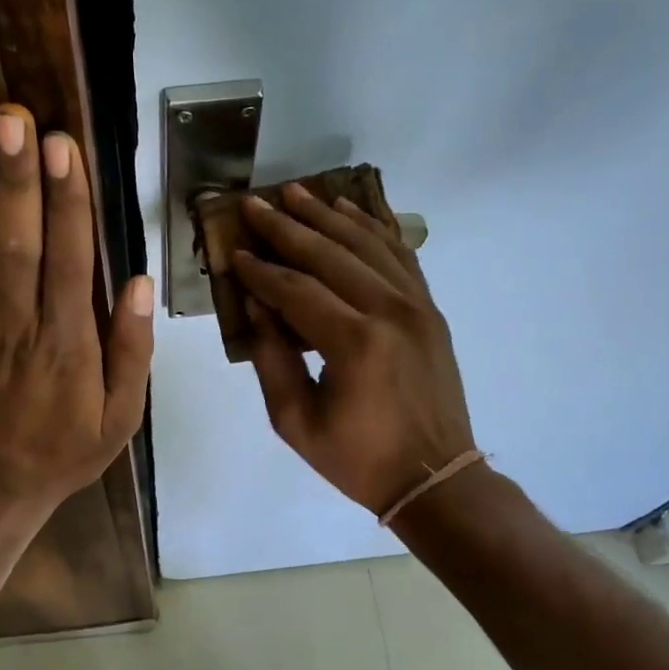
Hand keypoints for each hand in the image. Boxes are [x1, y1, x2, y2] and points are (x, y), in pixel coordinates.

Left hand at [0, 104, 153, 511]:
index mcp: (69, 346)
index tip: (64, 147)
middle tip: (12, 119)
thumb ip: (133, 350)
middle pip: (17, 246)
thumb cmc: (66, 448)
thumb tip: (140, 282)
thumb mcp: (122, 416)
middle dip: (16, 180)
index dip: (66, 202)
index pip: (69, 261)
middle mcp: (18, 329)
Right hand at [234, 185, 475, 515]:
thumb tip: (256, 305)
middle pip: (330, 254)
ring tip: (297, 193)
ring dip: (329, 216)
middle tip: (255, 204)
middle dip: (287, 227)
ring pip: (367, 245)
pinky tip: (350, 212)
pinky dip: (374, 230)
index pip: (295, 290)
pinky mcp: (430, 310)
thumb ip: (272, 360)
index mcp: (354, 343)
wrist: (435, 477)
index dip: (260, 270)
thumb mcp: (296, 422)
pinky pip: (401, 255)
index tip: (233, 252)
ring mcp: (417, 306)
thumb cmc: (358, 459)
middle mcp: (389, 312)